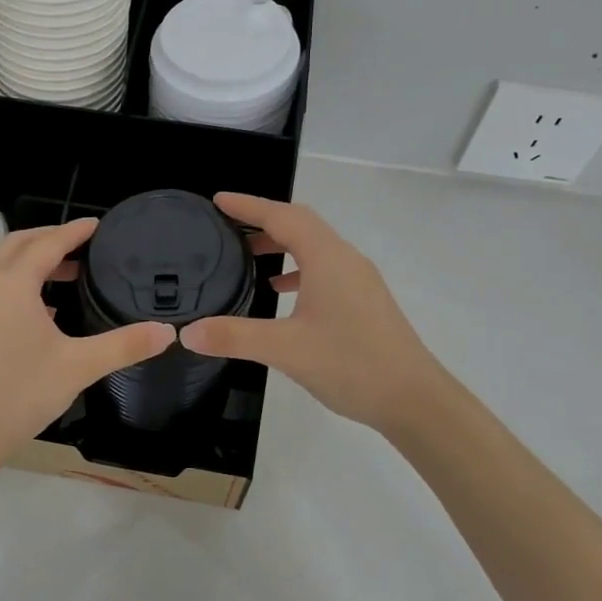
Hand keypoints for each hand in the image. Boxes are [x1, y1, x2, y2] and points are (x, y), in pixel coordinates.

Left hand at [0, 219, 174, 480]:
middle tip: (84, 244)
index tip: (99, 225)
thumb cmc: (20, 395)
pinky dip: (18, 280)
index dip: (75, 231)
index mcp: (11, 284)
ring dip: (33, 259)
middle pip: (18, 243)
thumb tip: (168, 332)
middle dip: (50, 237)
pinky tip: (42, 309)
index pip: (47, 243)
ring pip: (1, 264)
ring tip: (69, 273)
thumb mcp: (78, 367)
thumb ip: (124, 345)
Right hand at [181, 192, 448, 435]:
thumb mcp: (285, 349)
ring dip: (281, 244)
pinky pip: (325, 268)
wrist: (414, 399)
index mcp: (327, 258)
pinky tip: (281, 292)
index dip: (248, 206)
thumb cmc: (351, 365)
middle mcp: (345, 259)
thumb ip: (234, 336)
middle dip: (263, 220)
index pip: (282, 216)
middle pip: (301, 224)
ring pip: (314, 247)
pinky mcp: (364, 300)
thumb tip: (187, 332)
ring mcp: (359, 280)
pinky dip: (298, 269)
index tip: (218, 201)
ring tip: (248, 256)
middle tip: (227, 225)